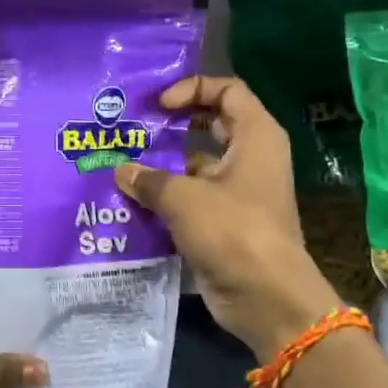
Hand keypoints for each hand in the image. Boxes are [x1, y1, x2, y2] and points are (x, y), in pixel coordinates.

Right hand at [116, 75, 341, 360]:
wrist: (266, 298)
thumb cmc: (233, 231)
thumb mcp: (185, 198)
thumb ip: (149, 179)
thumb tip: (121, 171)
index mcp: (255, 137)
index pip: (227, 90)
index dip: (193, 89)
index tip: (160, 106)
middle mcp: (250, 158)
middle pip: (210, 125)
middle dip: (172, 125)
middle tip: (134, 129)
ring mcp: (237, 192)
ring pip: (196, 165)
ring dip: (163, 166)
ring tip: (121, 165)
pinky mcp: (223, 222)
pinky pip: (190, 198)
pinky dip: (165, 198)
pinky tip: (130, 202)